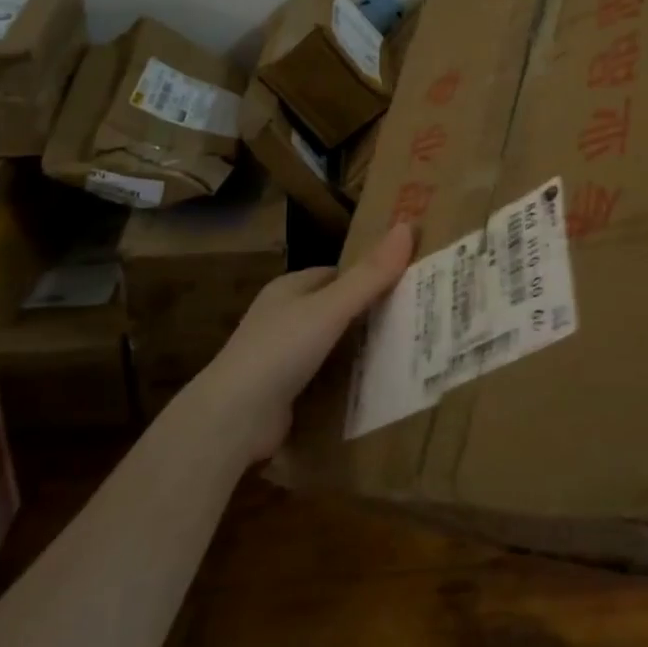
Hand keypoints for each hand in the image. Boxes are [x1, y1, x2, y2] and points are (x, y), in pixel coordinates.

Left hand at [191, 222, 414, 461]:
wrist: (233, 419)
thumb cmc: (280, 350)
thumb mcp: (331, 308)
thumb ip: (370, 275)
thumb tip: (408, 226)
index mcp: (289, 288)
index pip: (337, 275)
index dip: (369, 277)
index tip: (407, 285)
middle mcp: (283, 317)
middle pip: (336, 310)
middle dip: (368, 316)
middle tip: (414, 322)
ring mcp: (281, 356)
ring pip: (331, 345)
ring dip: (359, 351)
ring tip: (405, 354)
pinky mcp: (284, 392)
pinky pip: (324, 378)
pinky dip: (346, 381)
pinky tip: (374, 387)